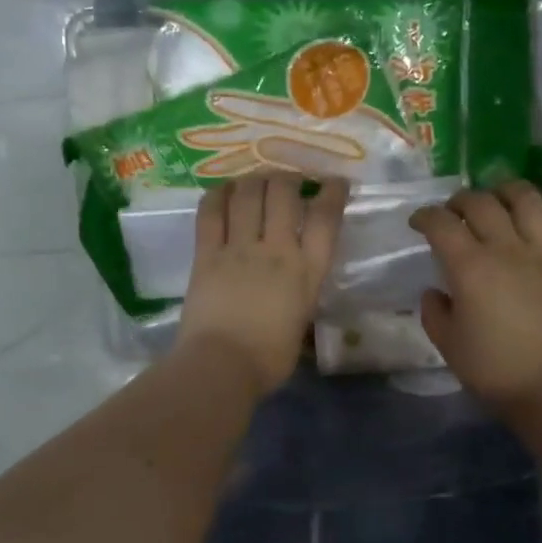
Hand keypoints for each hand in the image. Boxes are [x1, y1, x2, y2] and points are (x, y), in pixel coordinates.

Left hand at [177, 175, 347, 394]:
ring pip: (249, 193)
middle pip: (284, 193)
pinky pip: (211, 212)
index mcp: (306, 271)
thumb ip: (301, 295)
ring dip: (256, 179)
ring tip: (258, 180)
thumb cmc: (268, 358)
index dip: (332, 192)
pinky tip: (224, 190)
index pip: (326, 218)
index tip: (335, 182)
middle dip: (289, 177)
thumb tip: (294, 290)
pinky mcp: (206, 253)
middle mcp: (276, 250)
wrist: (222, 365)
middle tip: (289, 181)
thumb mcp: (301, 322)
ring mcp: (239, 248)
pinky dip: (218, 194)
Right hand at [409, 181, 541, 410]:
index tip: (418, 223)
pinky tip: (533, 223)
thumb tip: (435, 292)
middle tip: (452, 212)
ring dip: (506, 191)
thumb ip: (434, 313)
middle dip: (460, 200)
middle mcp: (506, 248)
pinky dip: (541, 215)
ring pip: (527, 200)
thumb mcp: (449, 345)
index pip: (442, 224)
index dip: (425, 216)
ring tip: (497, 198)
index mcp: (470, 267)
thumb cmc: (495, 369)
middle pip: (482, 202)